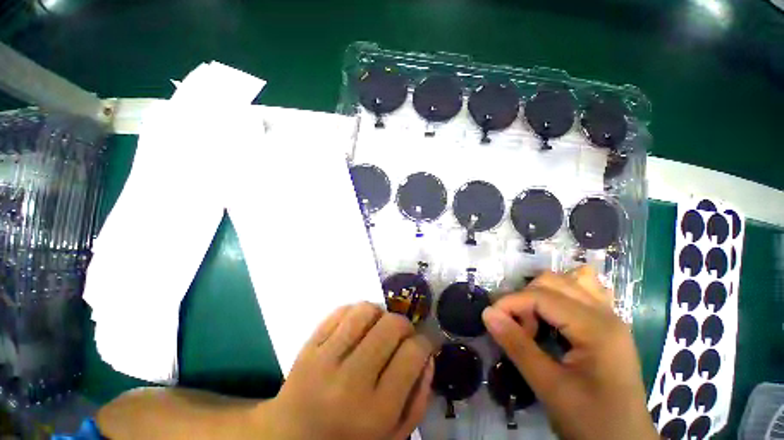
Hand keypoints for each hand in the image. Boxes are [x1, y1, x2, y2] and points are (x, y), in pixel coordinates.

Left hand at [267, 303, 433, 439]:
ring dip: (380, 313)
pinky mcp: (308, 345)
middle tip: (402, 335)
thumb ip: (418, 398)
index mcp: (375, 412)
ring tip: (379, 327)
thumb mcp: (392, 436)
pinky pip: (340, 311)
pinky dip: (356, 312)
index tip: (423, 344)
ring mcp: (324, 359)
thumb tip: (428, 354)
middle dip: (404, 325)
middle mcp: (350, 382)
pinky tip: (358, 326)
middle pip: (391, 326)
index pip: (412, 354)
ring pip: (365, 311)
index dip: (425, 343)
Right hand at [481, 267, 657, 439]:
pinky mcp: (607, 325)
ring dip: (540, 294)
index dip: (510, 302)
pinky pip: (581, 293)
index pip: (541, 296)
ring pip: (566, 282)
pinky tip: (552, 313)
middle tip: (517, 328)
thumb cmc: (591, 422)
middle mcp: (605, 313)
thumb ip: (517, 346)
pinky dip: (560, 295)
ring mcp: (609, 316)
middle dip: (525, 298)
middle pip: (552, 282)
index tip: (491, 319)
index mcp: (596, 327)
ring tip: (532, 320)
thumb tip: (488, 313)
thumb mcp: (550, 388)